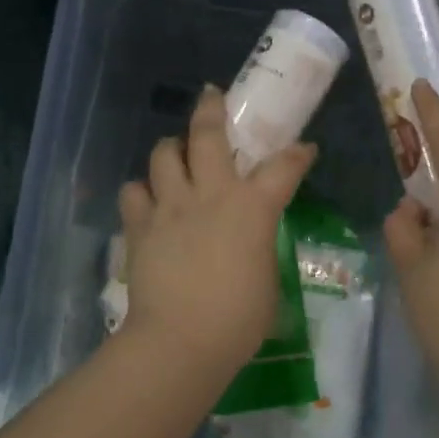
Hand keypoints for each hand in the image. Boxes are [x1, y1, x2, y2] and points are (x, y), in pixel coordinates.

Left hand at [117, 86, 316, 374]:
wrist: (180, 341)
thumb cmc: (238, 320)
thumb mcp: (267, 282)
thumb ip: (260, 250)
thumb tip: (251, 244)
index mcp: (252, 208)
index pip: (284, 167)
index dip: (298, 154)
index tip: (304, 148)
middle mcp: (210, 194)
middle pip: (207, 135)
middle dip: (212, 108)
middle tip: (213, 96)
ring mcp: (170, 206)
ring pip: (163, 154)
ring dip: (171, 148)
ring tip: (176, 153)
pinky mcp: (140, 226)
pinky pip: (133, 192)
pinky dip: (141, 191)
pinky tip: (149, 200)